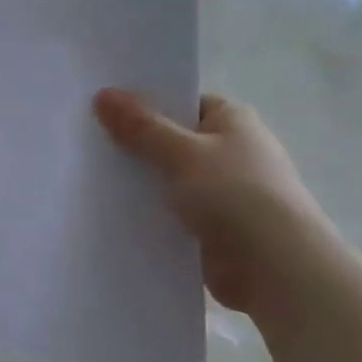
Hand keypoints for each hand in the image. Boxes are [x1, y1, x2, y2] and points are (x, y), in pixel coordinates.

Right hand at [94, 88, 335, 313]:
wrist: (276, 268)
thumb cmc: (234, 195)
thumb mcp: (181, 153)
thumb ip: (140, 126)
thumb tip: (104, 93)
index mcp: (231, 120)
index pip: (181, 102)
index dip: (143, 103)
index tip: (100, 108)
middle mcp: (230, 151)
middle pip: (171, 141)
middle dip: (135, 145)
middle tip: (84, 142)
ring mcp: (223, 192)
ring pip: (169, 180)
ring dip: (140, 183)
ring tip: (87, 178)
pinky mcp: (213, 228)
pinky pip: (172, 213)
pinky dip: (150, 214)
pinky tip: (112, 215)